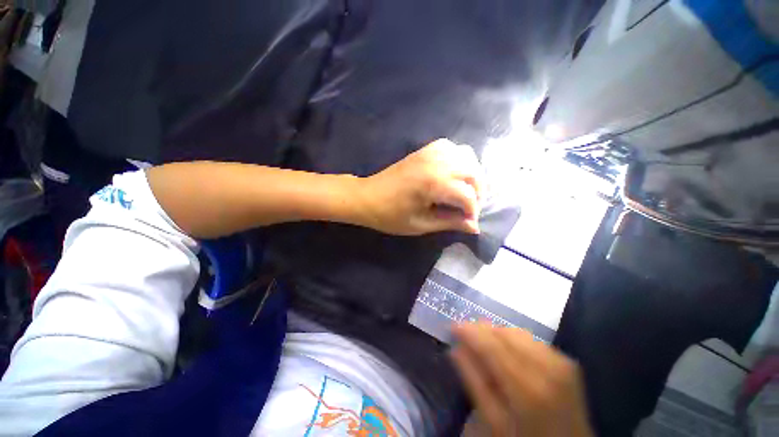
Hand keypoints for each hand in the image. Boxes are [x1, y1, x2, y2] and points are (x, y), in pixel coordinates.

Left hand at [357, 139, 484, 235]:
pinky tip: (453, 173)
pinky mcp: (424, 150)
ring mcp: (430, 152)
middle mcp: (437, 162)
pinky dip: (459, 159)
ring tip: (465, 191)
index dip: (473, 211)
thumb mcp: (421, 224)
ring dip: (471, 173)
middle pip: (473, 171)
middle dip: (478, 191)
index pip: (468, 195)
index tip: (469, 223)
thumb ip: (450, 222)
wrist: (367, 197)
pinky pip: (451, 147)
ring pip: (467, 155)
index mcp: (434, 183)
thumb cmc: (390, 215)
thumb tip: (474, 226)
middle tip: (470, 208)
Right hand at [452, 324, 593, 436]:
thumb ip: (474, 381)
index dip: (469, 332)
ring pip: (517, 332)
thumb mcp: (493, 421)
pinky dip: (513, 340)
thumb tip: (456, 348)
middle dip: (482, 331)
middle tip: (466, 337)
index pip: (491, 346)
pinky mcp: (567, 361)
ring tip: (485, 345)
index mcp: (527, 389)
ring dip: (496, 334)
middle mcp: (547, 369)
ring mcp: (561, 362)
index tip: (452, 326)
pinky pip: (531, 339)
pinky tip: (507, 353)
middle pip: (504, 333)